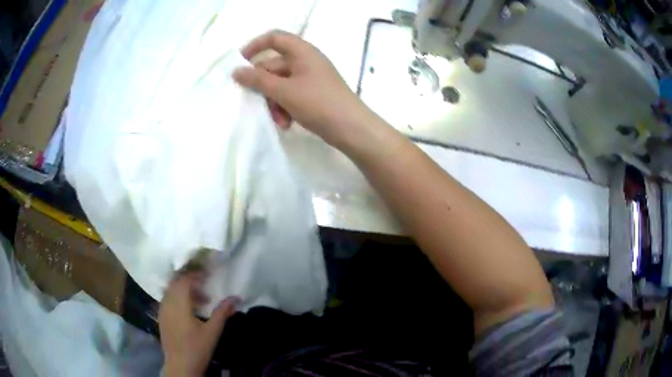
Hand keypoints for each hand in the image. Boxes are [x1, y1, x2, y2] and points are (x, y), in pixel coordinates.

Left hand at [158, 272, 237, 376]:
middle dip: (190, 281)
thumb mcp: (212, 331)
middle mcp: (167, 303)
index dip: (195, 274)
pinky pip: (167, 299)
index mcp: (179, 304)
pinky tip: (188, 309)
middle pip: (176, 283)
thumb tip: (235, 297)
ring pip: (171, 291)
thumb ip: (222, 312)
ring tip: (200, 300)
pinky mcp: (161, 317)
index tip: (208, 275)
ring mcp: (162, 310)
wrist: (180, 365)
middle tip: (206, 286)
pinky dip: (177, 298)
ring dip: (184, 290)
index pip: (184, 280)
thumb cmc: (197, 348)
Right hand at [233, 30, 373, 148]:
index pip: (275, 38)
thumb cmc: (318, 103)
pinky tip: (287, 123)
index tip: (240, 63)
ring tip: (279, 120)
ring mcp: (310, 78)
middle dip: (264, 88)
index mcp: (302, 52)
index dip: (255, 46)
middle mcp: (306, 61)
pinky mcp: (313, 94)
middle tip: (257, 104)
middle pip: (274, 66)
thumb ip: (258, 80)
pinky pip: (290, 95)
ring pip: (280, 84)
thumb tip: (236, 71)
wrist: (352, 129)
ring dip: (274, 102)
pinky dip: (285, 108)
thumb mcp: (284, 91)